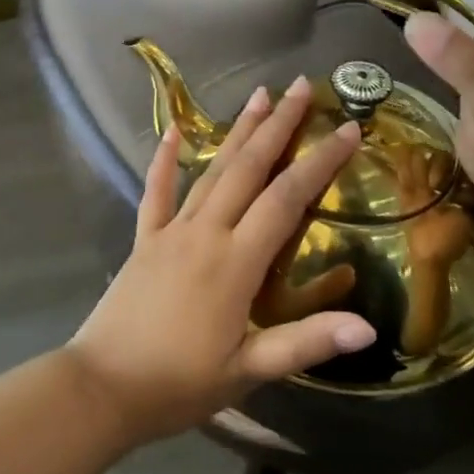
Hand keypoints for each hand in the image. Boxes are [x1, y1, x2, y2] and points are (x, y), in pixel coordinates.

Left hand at [65, 77, 377, 443]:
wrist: (103, 387)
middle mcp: (206, 232)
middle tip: (300, 86)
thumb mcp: (249, 371)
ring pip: (211, 171)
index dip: (320, 162)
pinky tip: (172, 132)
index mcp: (236, 262)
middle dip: (278, 125)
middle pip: (248, 168)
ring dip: (237, 132)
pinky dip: (164, 160)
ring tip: (259, 95)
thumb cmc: (179, 383)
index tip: (346, 128)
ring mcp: (171, 231)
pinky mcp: (144, 239)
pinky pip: (156, 192)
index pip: (287, 198)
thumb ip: (306, 343)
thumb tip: (369, 328)